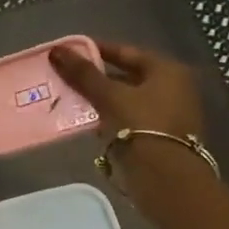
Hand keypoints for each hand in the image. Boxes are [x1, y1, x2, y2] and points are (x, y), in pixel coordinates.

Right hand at [49, 40, 205, 137]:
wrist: (165, 178)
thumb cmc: (141, 127)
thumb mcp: (110, 96)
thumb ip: (83, 74)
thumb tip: (55, 51)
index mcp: (167, 71)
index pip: (126, 52)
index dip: (96, 50)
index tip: (69, 52)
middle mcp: (173, 88)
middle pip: (126, 76)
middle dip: (95, 77)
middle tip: (65, 76)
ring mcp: (167, 114)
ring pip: (125, 99)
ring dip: (100, 99)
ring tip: (68, 99)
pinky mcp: (158, 137)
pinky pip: (128, 119)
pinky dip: (108, 117)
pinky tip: (86, 122)